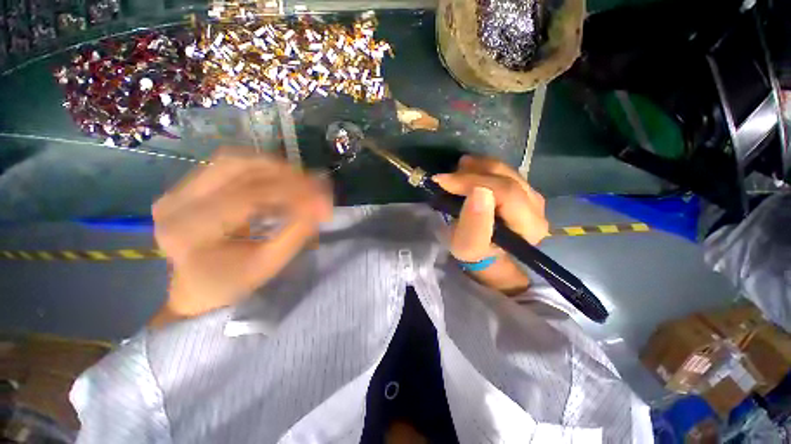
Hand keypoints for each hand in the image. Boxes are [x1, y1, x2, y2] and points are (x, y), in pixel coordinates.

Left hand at [150, 149, 332, 325]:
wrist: (195, 287)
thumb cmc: (233, 283)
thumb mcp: (269, 263)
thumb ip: (296, 232)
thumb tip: (321, 204)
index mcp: (191, 231)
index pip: (250, 197)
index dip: (293, 192)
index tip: (325, 198)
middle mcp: (176, 203)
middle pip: (239, 168)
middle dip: (286, 174)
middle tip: (317, 185)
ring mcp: (176, 190)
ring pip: (234, 160)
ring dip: (275, 167)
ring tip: (302, 181)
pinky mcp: (185, 186)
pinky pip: (228, 165)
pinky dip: (261, 168)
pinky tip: (281, 179)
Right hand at [432, 155, 548, 294]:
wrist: (486, 254)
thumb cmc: (475, 253)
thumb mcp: (468, 246)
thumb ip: (474, 223)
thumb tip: (479, 190)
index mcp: (528, 225)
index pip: (505, 192)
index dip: (473, 181)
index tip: (444, 181)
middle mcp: (537, 208)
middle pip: (507, 178)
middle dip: (473, 172)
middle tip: (448, 175)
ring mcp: (532, 196)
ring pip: (505, 171)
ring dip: (477, 168)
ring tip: (457, 172)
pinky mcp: (523, 190)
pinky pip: (504, 172)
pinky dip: (483, 169)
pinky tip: (469, 172)